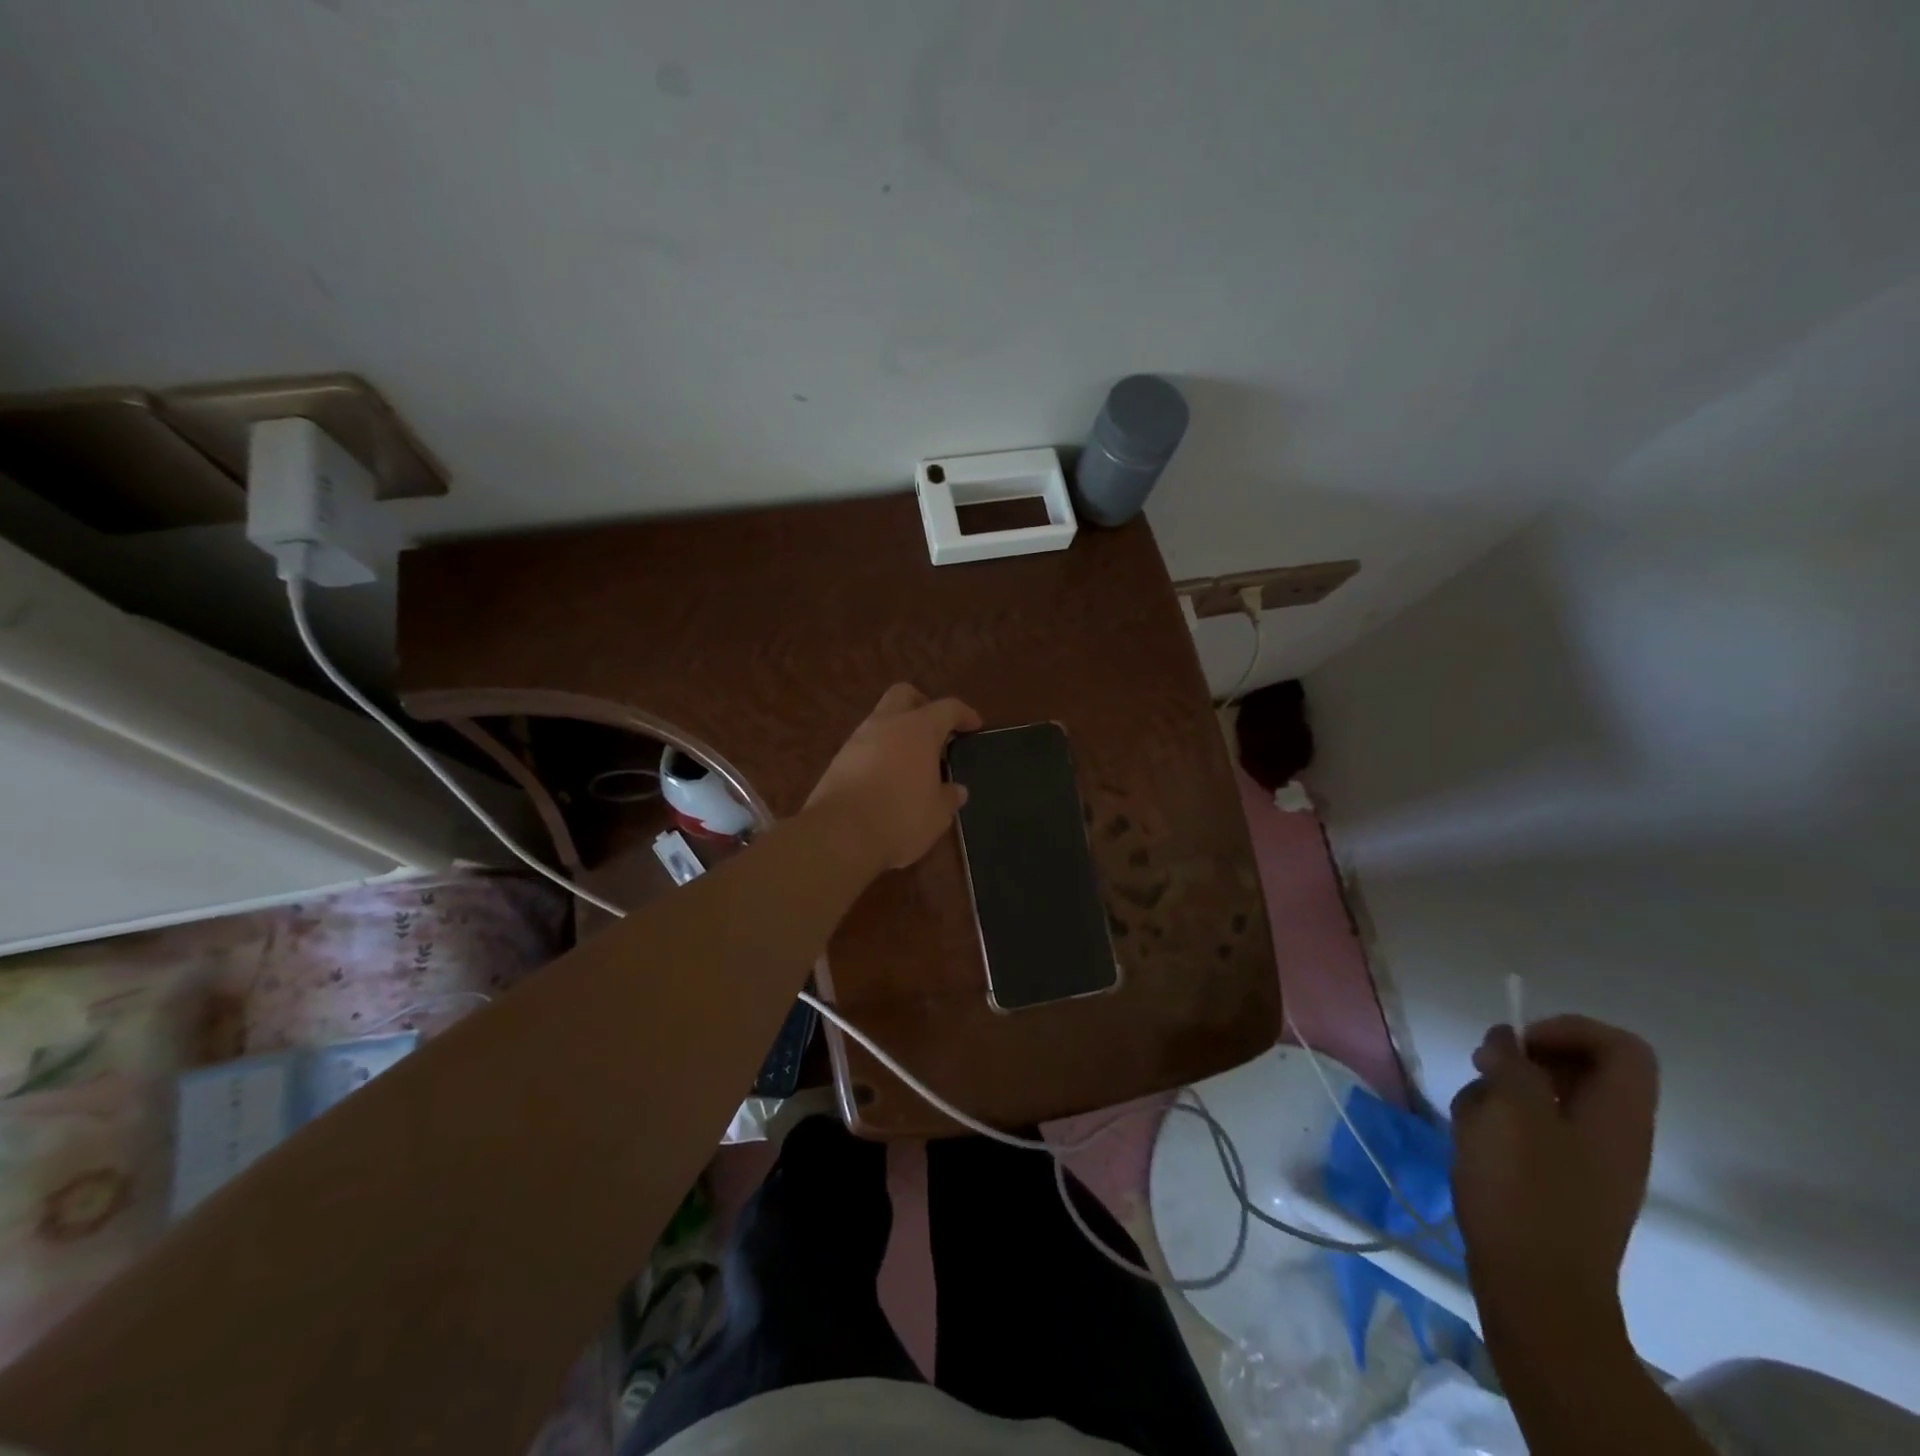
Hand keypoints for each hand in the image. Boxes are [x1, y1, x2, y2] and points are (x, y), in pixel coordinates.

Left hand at [806, 684, 981, 870]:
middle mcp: (886, 725)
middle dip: (922, 705)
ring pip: (881, 720)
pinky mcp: (838, 761)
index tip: (974, 726)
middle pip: (904, 695)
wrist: (839, 835)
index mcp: (918, 729)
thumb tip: (956, 790)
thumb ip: (948, 797)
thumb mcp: (937, 814)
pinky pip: (865, 746)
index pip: (947, 708)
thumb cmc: (900, 818)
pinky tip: (887, 779)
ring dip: (898, 732)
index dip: (964, 714)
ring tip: (913, 762)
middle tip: (936, 730)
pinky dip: (879, 753)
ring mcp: (857, 740)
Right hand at [1450, 1016, 1658, 1334]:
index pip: (1619, 1046)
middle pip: (1579, 1068)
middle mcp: (1613, 1134)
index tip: (1519, 1045)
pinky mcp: (1560, 1181)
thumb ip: (1512, 1064)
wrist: (1535, 1289)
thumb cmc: (1525, 1191)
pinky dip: (1500, 1124)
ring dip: (1501, 1093)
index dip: (1567, 1029)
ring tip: (1471, 1117)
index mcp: (1618, 1116)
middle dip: (1522, 1060)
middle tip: (1484, 1070)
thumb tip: (1508, 1042)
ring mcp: (1588, 1161)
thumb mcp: (1511, 1111)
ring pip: (1546, 1098)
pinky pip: (1534, 1131)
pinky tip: (1472, 1143)